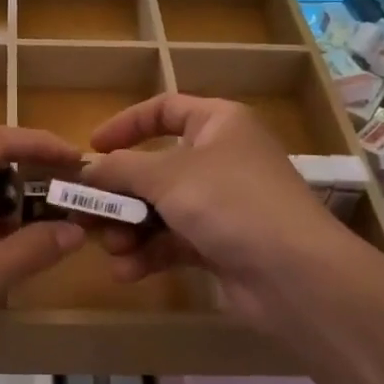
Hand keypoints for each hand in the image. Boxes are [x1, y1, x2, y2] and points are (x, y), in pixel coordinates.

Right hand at [85, 95, 381, 333]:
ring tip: (112, 248)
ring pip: (162, 209)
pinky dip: (150, 255)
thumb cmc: (230, 202)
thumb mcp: (167, 176)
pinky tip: (127, 272)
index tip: (92, 148)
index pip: (165, 109)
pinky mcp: (221, 245)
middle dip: (121, 192)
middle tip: (88, 211)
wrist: (295, 275)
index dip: (126, 125)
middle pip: (156, 167)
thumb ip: (121, 168)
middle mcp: (221, 158)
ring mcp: (223, 204)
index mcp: (218, 123)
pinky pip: (174, 242)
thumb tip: (88, 169)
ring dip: (131, 228)